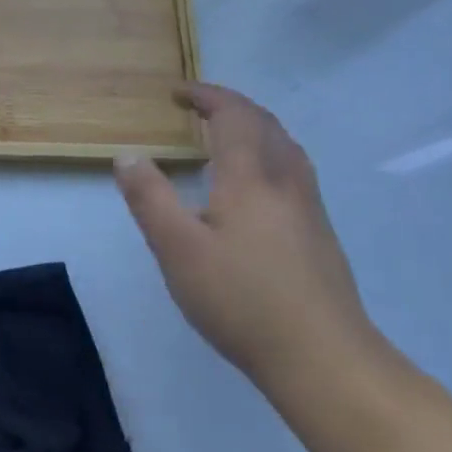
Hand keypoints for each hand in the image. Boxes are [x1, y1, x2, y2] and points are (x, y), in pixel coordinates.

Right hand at [114, 83, 378, 399]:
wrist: (325, 358)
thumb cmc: (243, 300)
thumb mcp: (178, 250)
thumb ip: (150, 199)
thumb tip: (127, 155)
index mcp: (250, 175)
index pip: (232, 114)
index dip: (206, 95)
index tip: (177, 92)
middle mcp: (285, 179)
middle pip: (263, 122)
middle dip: (230, 105)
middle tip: (198, 106)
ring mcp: (309, 206)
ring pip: (285, 145)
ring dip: (255, 126)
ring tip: (228, 134)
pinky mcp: (321, 232)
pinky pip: (294, 168)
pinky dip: (269, 152)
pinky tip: (258, 185)